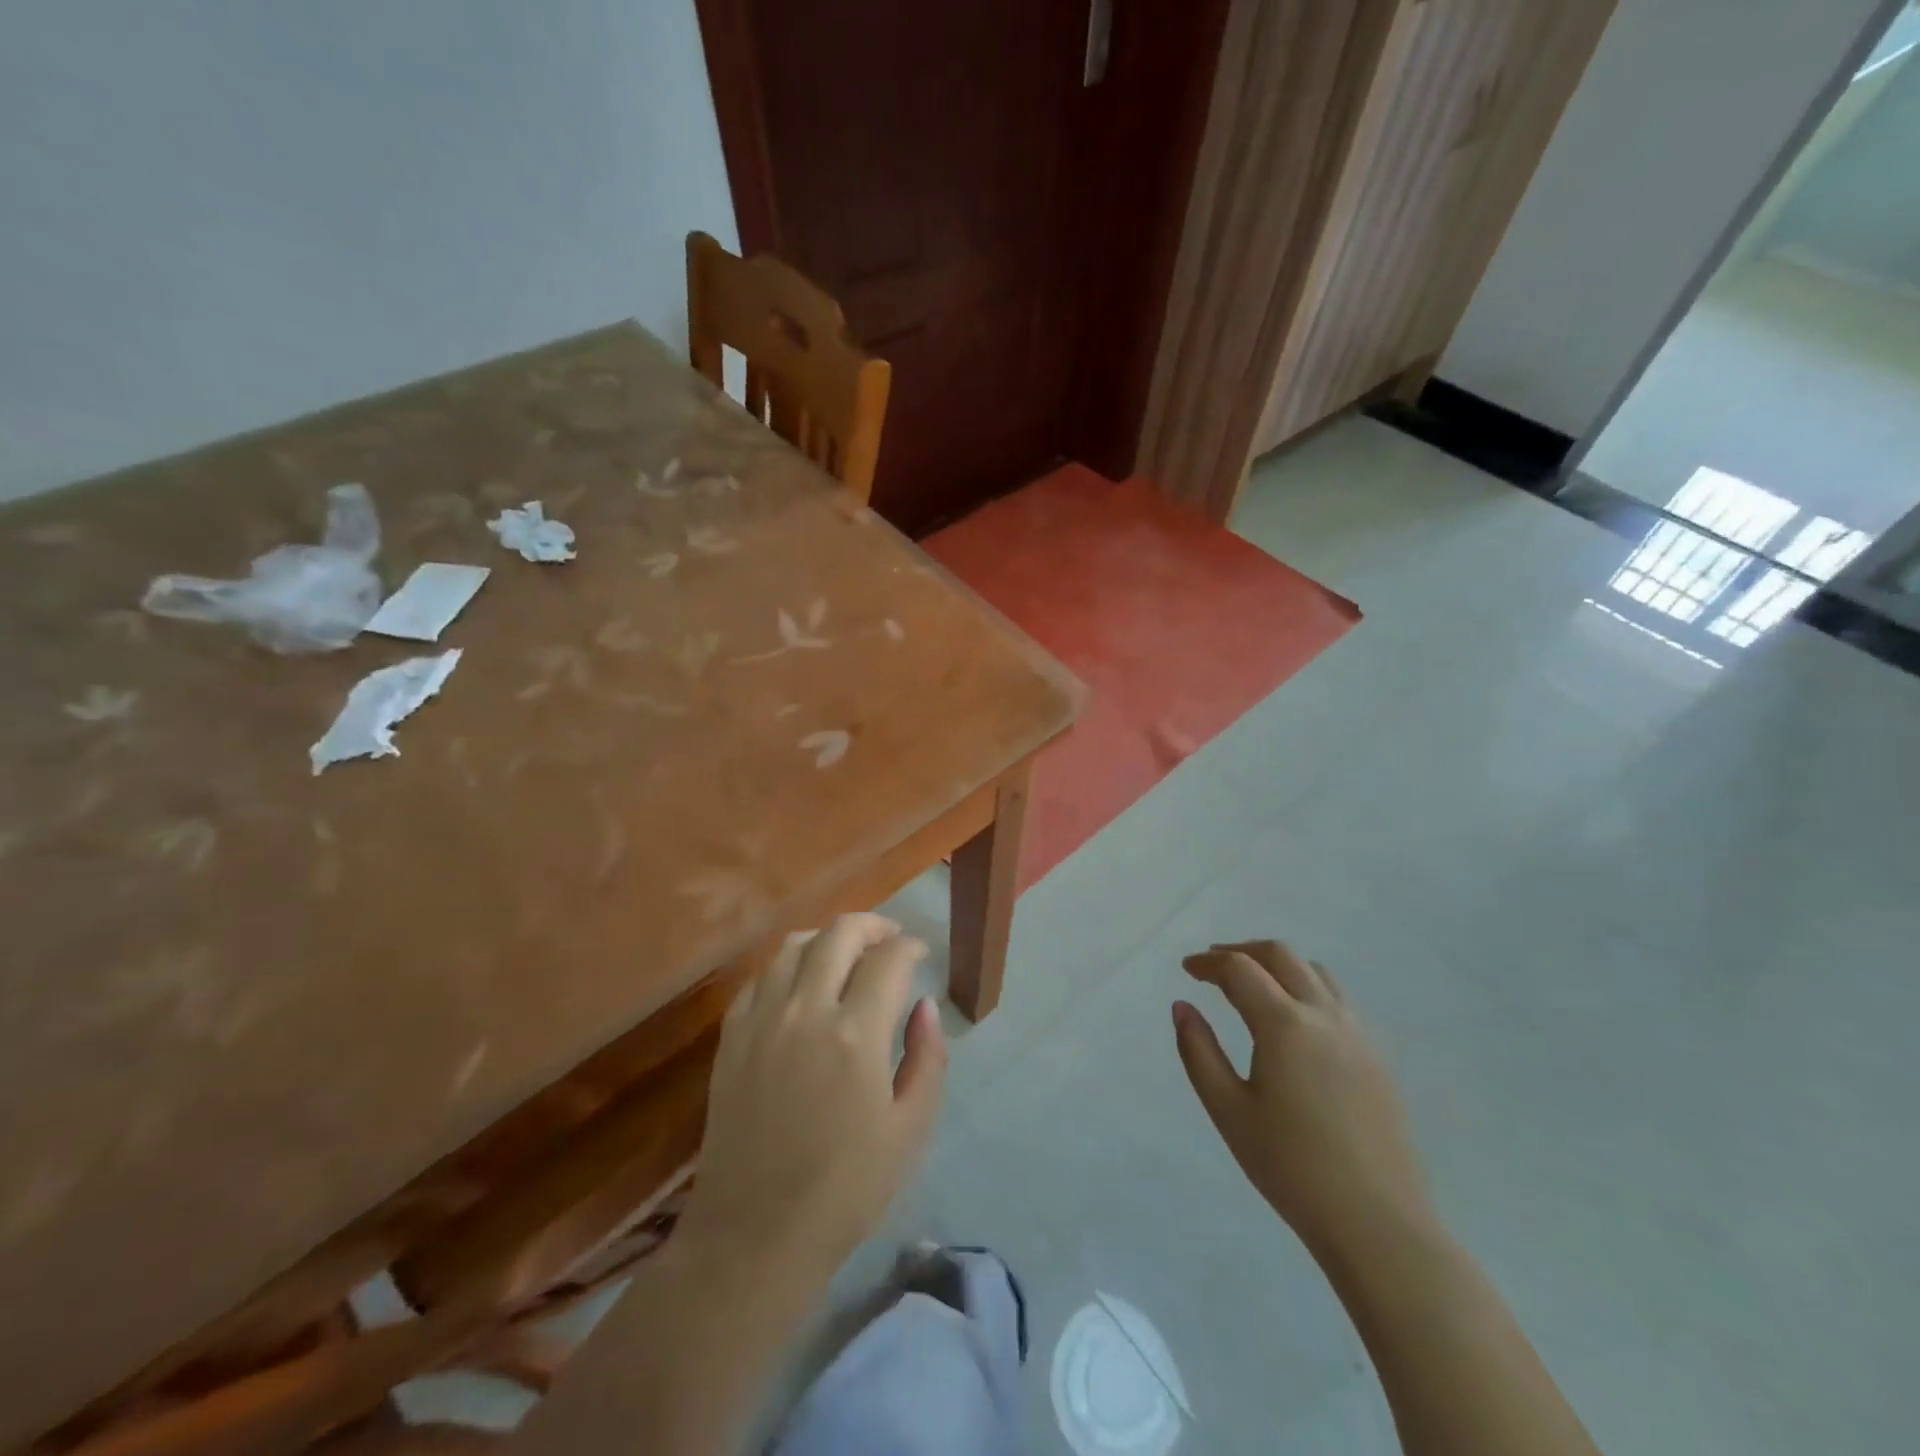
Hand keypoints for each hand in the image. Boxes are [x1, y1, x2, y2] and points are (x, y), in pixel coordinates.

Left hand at [682, 913, 947, 1280]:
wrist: (754, 1236)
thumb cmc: (846, 1189)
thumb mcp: (910, 1130)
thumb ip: (927, 1058)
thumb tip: (925, 1005)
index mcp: (856, 1034)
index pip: (889, 959)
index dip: (910, 946)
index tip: (920, 954)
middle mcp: (806, 1011)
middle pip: (840, 934)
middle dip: (873, 925)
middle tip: (889, 940)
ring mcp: (761, 1020)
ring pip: (794, 946)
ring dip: (827, 938)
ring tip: (846, 953)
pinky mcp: (731, 1038)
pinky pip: (759, 977)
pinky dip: (786, 965)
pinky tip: (799, 982)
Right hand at [1173, 940, 1433, 1261]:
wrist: (1377, 1223)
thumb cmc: (1290, 1167)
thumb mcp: (1228, 1110)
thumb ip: (1198, 1051)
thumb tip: (1182, 1006)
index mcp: (1284, 1024)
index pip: (1239, 969)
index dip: (1208, 963)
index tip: (1186, 970)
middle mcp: (1323, 1015)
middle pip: (1280, 955)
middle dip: (1242, 951)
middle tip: (1213, 966)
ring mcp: (1356, 1034)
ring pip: (1314, 972)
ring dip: (1277, 965)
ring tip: (1251, 984)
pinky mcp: (1376, 1057)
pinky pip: (1337, 999)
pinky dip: (1305, 987)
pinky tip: (1292, 1020)